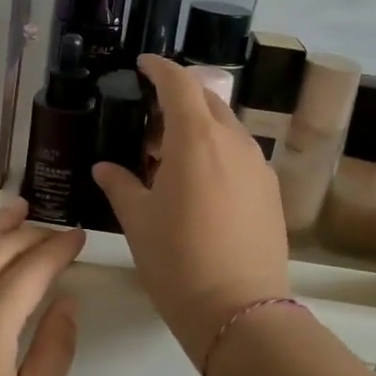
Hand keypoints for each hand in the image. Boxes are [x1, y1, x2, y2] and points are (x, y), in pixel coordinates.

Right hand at [93, 55, 291, 364]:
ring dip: (200, 127)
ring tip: (172, 155)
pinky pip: (241, 154)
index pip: (179, 83)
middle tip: (150, 118)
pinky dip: (218, 152)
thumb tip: (104, 168)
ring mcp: (258, 166)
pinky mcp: (271, 191)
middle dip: (180, 97)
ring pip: (227, 128)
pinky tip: (200, 182)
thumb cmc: (177, 259)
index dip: (160, 68)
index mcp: (196, 139)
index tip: (144, 65)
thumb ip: (120, 185)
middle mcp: (233, 141)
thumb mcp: (138, 220)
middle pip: (208, 100)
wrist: (239, 311)